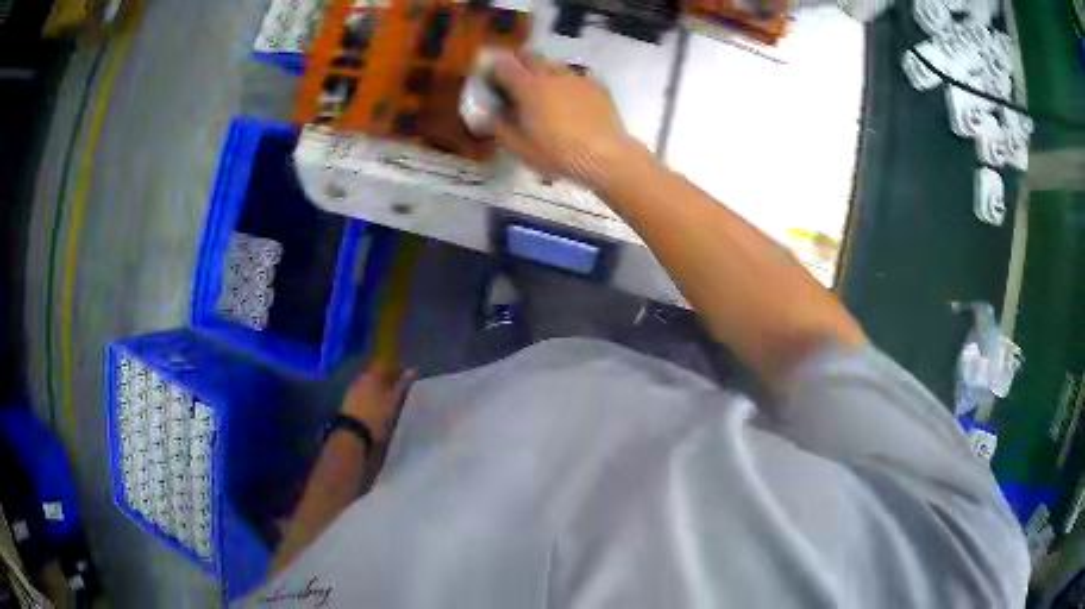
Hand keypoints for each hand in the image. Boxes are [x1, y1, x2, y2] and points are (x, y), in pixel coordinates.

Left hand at [340, 361, 416, 443]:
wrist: (351, 433)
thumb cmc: (376, 415)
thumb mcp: (393, 401)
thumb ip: (402, 385)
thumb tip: (412, 370)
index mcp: (373, 374)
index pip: (387, 364)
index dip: (397, 367)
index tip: (407, 372)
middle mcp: (362, 378)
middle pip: (377, 373)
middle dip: (388, 377)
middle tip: (400, 384)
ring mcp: (353, 390)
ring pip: (370, 383)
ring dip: (380, 387)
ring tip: (390, 396)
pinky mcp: (349, 402)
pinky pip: (364, 393)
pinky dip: (372, 395)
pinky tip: (377, 403)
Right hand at [491, 52, 642, 191]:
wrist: (605, 156)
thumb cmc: (557, 153)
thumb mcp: (520, 149)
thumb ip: (500, 128)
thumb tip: (490, 116)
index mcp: (528, 87)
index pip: (504, 65)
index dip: (495, 68)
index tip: (492, 77)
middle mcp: (551, 75)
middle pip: (530, 57)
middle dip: (520, 64)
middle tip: (517, 80)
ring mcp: (576, 78)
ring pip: (554, 65)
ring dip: (545, 72)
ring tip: (547, 92)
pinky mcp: (597, 85)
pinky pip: (577, 77)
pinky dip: (569, 85)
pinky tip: (573, 102)